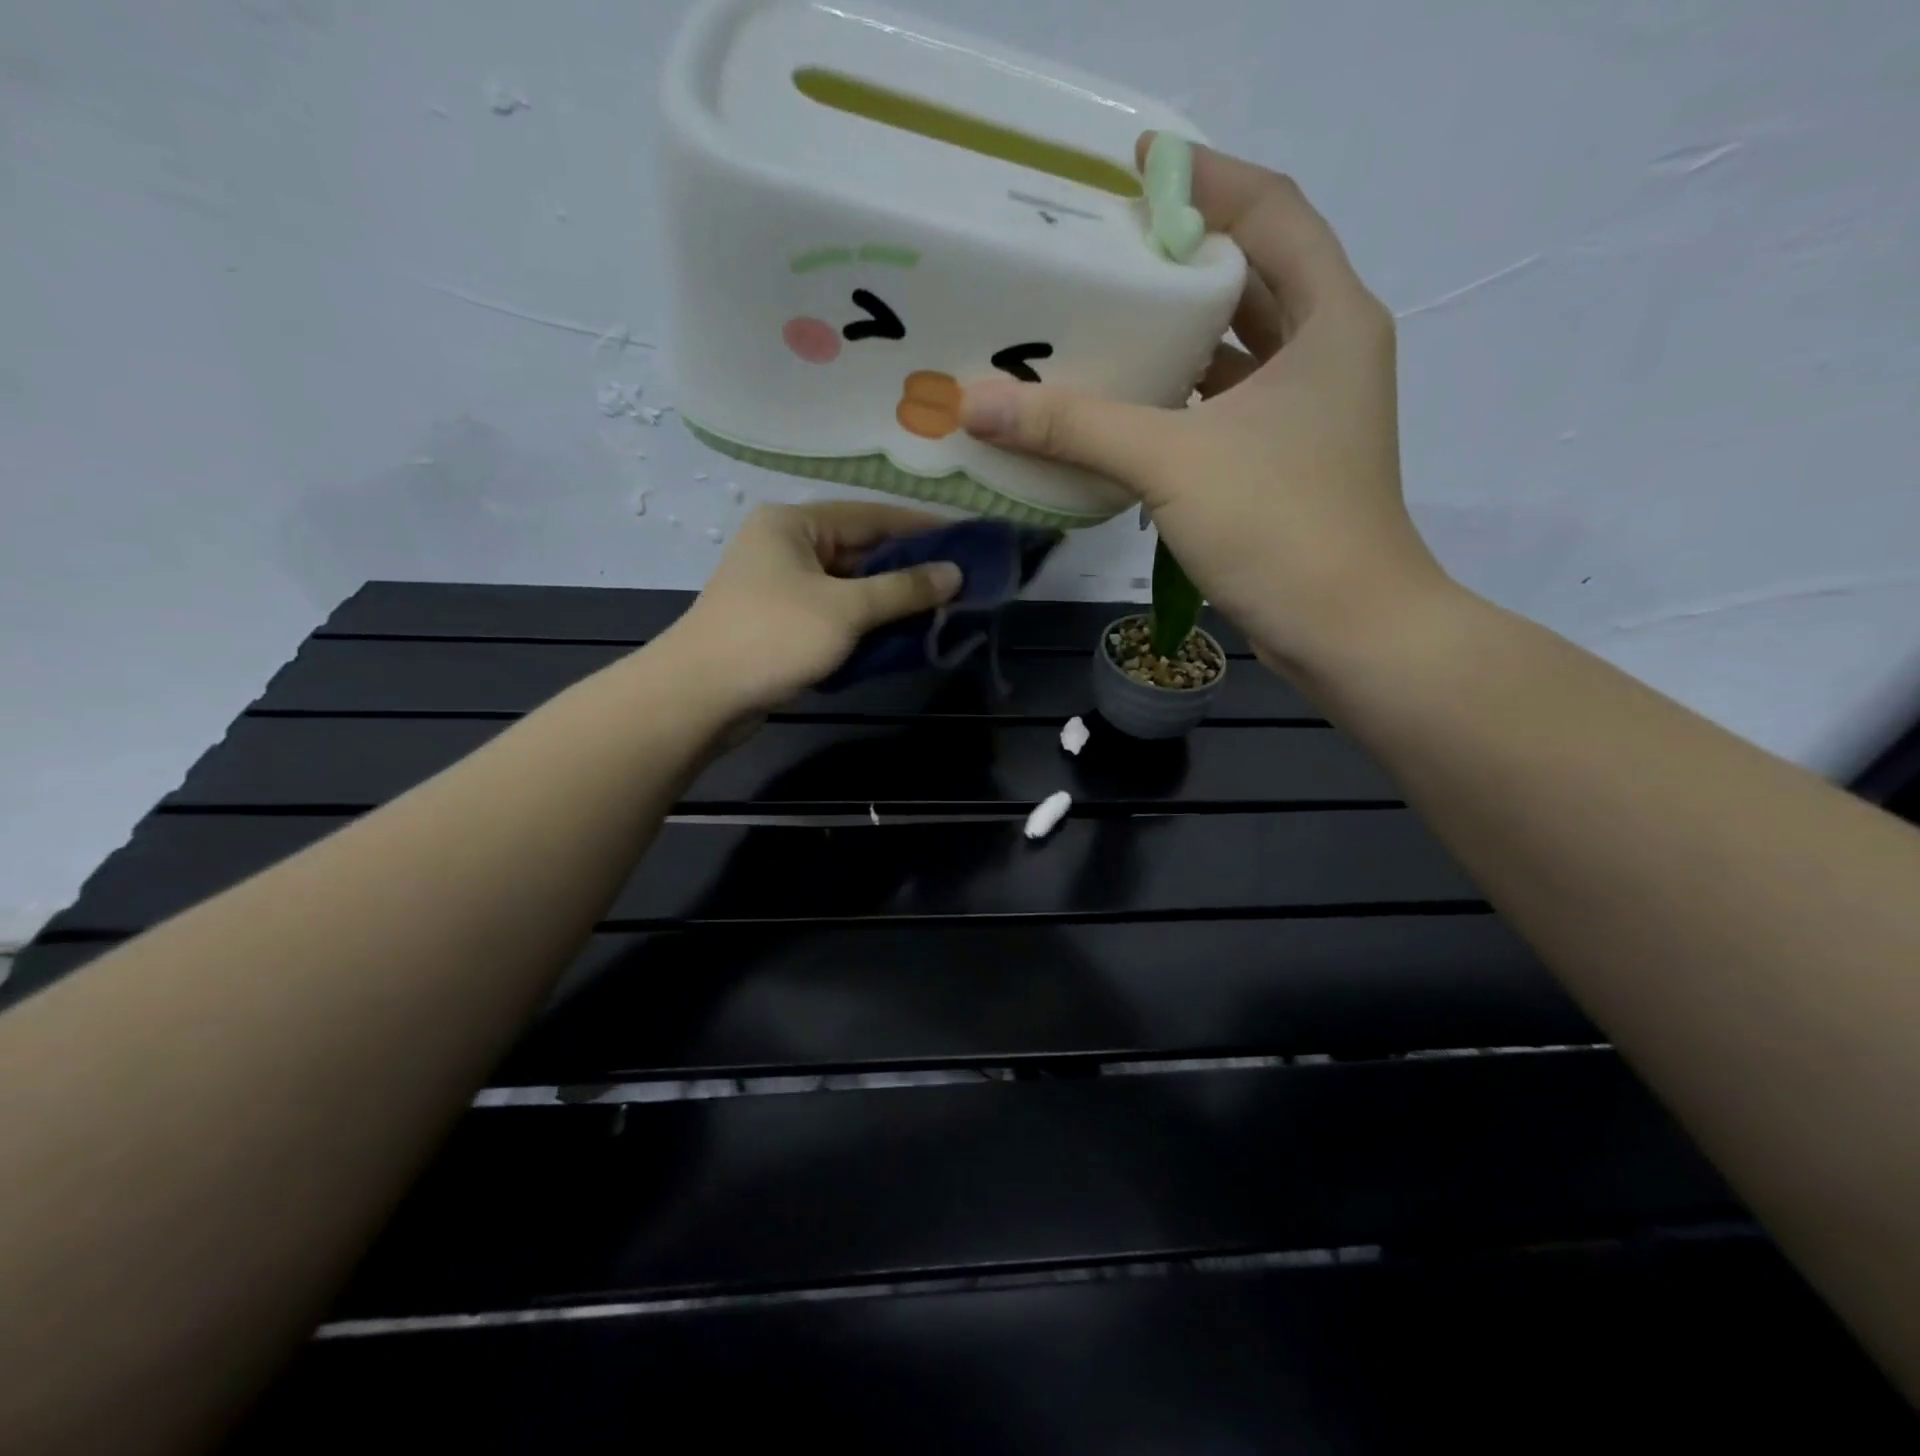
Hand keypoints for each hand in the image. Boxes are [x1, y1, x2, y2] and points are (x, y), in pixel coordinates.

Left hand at [665, 501, 962, 713]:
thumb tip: (955, 573)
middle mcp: (787, 546)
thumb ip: (903, 589)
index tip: (968, 540)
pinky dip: (867, 623)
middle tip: (961, 582)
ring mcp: (782, 587)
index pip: (872, 516)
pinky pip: (837, 614)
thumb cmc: (774, 637)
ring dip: (892, 600)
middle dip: (910, 569)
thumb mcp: (846, 609)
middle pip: (862, 551)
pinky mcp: (783, 624)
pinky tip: (903, 635)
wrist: (700, 696)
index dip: (923, 528)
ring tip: (942, 610)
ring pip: (851, 587)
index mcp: (795, 524)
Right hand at [959, 138, 1448, 678]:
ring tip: (1097, 322)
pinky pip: (1222, 408)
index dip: (1202, 181)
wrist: (1346, 631)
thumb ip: (1074, 426)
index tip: (1129, 174)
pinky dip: (1177, 400)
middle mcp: (1326, 352)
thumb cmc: (1279, 526)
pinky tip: (1121, 407)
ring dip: (1173, 337)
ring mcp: (1307, 413)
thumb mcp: (1172, 462)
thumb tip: (973, 402)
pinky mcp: (1284, 463)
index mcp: (1328, 318)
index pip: (1269, 209)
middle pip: (1247, 278)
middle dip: (1176, 261)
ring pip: (1233, 350)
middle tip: (1097, 253)